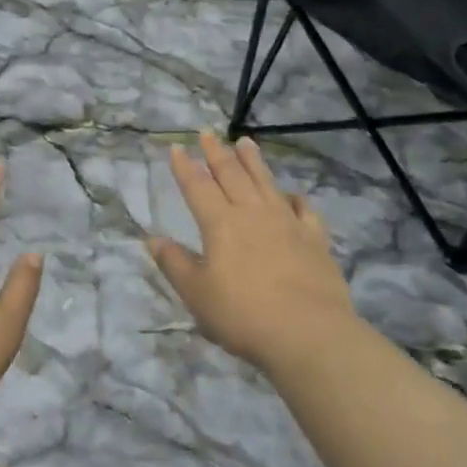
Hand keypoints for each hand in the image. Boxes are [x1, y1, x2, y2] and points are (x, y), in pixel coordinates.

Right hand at [149, 130, 357, 370]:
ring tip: (245, 142)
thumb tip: (152, 239)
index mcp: (220, 223)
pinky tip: (292, 195)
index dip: (184, 167)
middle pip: (232, 175)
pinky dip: (295, 198)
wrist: (308, 333)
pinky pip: (304, 209)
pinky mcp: (314, 239)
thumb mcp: (196, 294)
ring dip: (253, 161)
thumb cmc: (243, 315)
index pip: (197, 187)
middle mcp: (252, 213)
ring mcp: (287, 222)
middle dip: (216, 153)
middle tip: (207, 133)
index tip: (176, 147)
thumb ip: (174, 264)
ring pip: (266, 182)